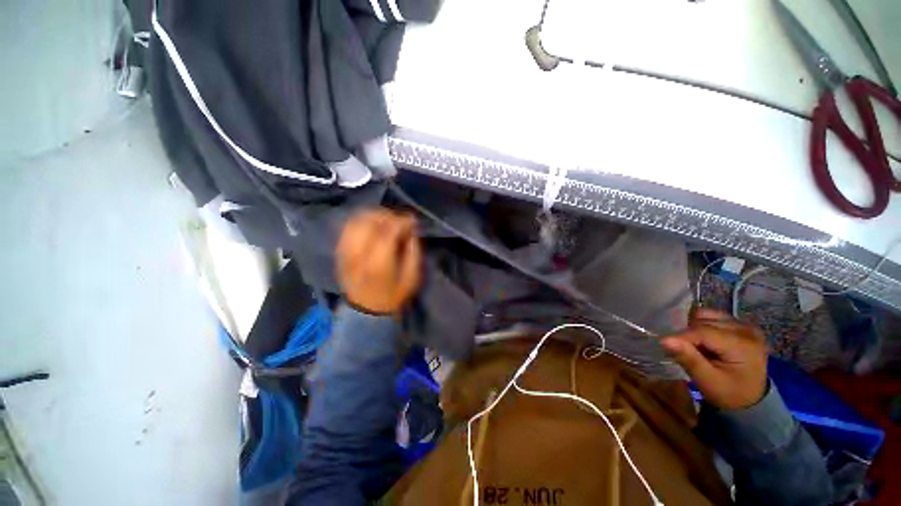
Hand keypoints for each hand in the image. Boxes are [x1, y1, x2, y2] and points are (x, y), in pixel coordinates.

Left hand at [337, 209, 421, 314]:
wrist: (366, 311)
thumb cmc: (394, 295)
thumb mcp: (412, 276)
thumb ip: (413, 251)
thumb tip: (411, 231)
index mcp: (379, 262)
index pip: (388, 230)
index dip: (402, 221)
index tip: (413, 221)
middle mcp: (358, 253)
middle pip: (369, 221)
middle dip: (387, 215)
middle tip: (399, 221)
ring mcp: (346, 251)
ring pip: (356, 221)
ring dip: (373, 216)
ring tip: (386, 221)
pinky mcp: (340, 252)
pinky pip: (347, 228)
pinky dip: (361, 222)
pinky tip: (372, 226)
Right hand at [661, 309, 767, 409]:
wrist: (752, 401)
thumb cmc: (729, 394)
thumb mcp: (707, 381)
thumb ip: (688, 359)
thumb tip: (665, 340)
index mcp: (742, 345)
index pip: (702, 331)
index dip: (680, 337)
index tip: (665, 347)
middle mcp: (746, 330)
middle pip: (704, 322)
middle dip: (687, 335)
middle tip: (682, 351)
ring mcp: (745, 326)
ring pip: (706, 317)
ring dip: (694, 330)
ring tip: (694, 347)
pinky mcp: (741, 326)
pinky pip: (713, 317)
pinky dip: (702, 326)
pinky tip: (704, 341)